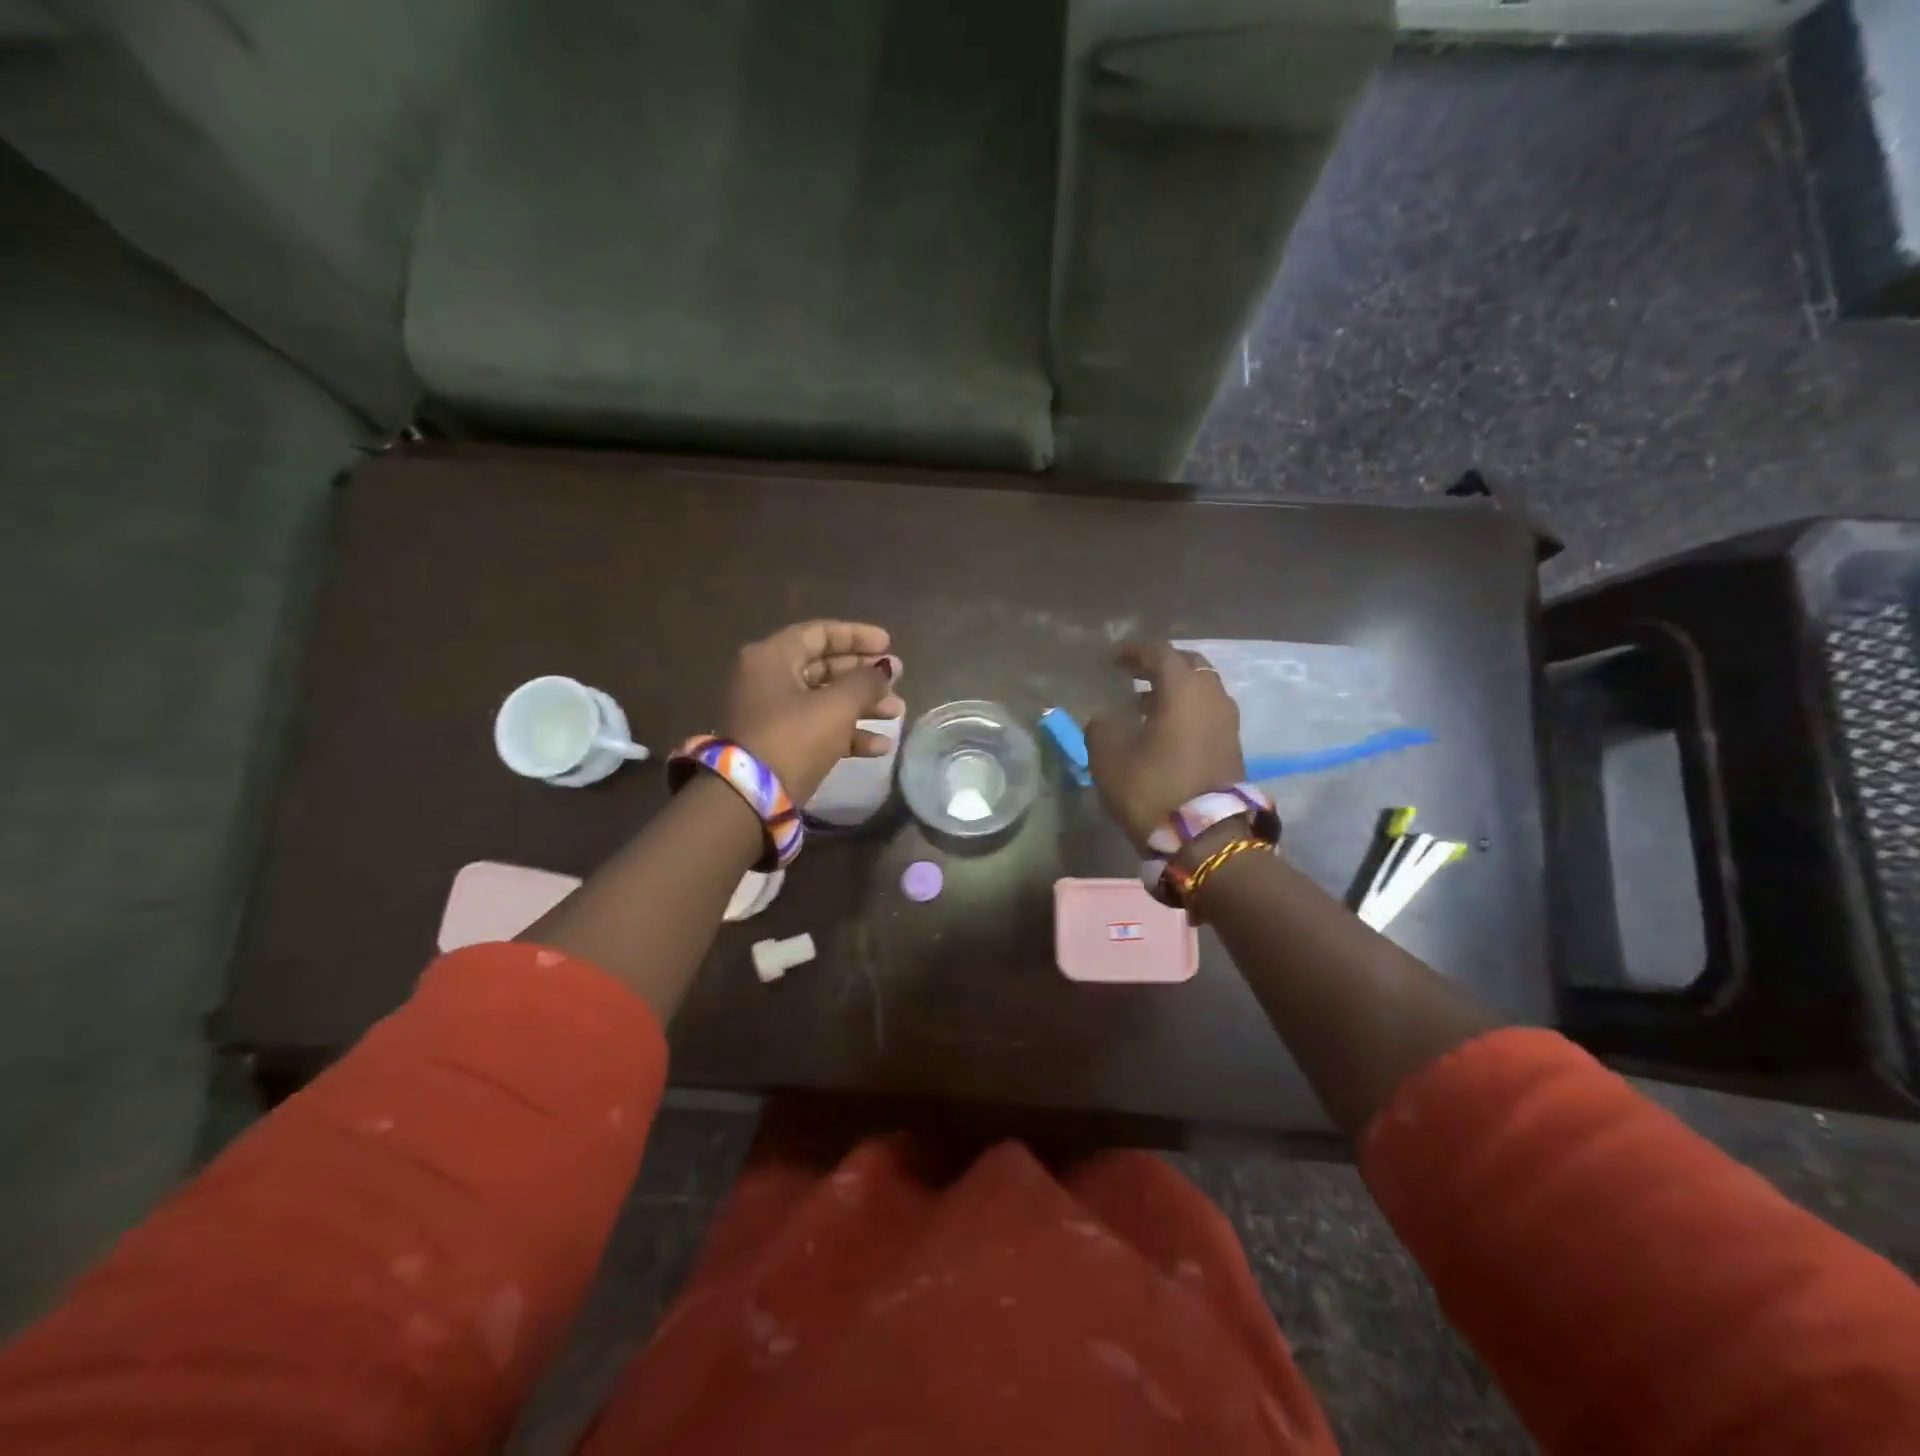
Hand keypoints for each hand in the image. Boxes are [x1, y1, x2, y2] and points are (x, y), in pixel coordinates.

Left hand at [722, 621, 905, 804]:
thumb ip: (867, 682)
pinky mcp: (779, 744)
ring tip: (898, 714)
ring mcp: (772, 713)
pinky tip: (880, 747)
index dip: (857, 636)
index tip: (889, 645)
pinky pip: (818, 728)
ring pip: (825, 700)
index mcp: (772, 657)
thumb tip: (886, 668)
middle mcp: (768, 679)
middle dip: (865, 676)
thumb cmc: (794, 738)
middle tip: (898, 680)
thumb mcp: (837, 706)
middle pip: (824, 667)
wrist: (750, 798)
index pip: (820, 633)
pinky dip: (848, 733)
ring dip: (863, 706)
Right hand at [1085, 641, 1244, 849]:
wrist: (1205, 838)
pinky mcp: (1233, 746)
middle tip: (1134, 674)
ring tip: (1144, 706)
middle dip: (1160, 666)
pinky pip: (1208, 713)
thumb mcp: (1109, 758)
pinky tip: (1164, 730)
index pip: (1160, 653)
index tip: (1113, 658)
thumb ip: (1101, 728)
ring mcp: (1228, 722)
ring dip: (1175, 691)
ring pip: (1202, 690)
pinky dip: (1187, 711)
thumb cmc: (1152, 789)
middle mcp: (1212, 697)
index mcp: (1182, 690)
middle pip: (1189, 666)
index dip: (1134, 651)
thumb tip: (1104, 719)